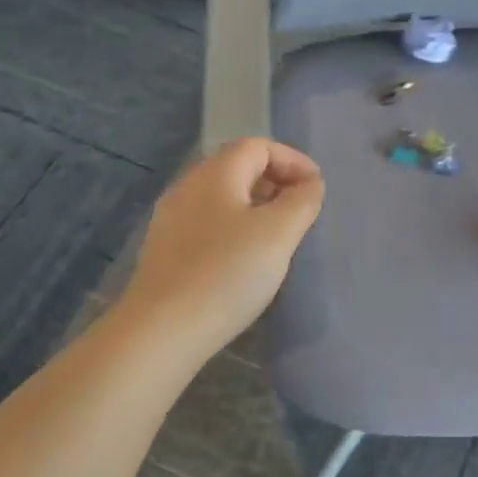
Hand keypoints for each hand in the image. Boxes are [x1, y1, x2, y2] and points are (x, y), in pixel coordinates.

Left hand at [118, 138, 323, 361]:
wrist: (162, 330)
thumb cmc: (227, 273)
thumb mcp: (278, 233)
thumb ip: (301, 201)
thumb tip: (309, 184)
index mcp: (216, 173)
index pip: (258, 146)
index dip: (292, 160)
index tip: (316, 188)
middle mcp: (188, 186)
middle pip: (237, 167)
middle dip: (275, 181)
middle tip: (300, 211)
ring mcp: (171, 219)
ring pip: (222, 197)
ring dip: (255, 206)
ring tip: (278, 236)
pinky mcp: (165, 249)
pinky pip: (208, 223)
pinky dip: (234, 228)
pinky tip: (244, 259)